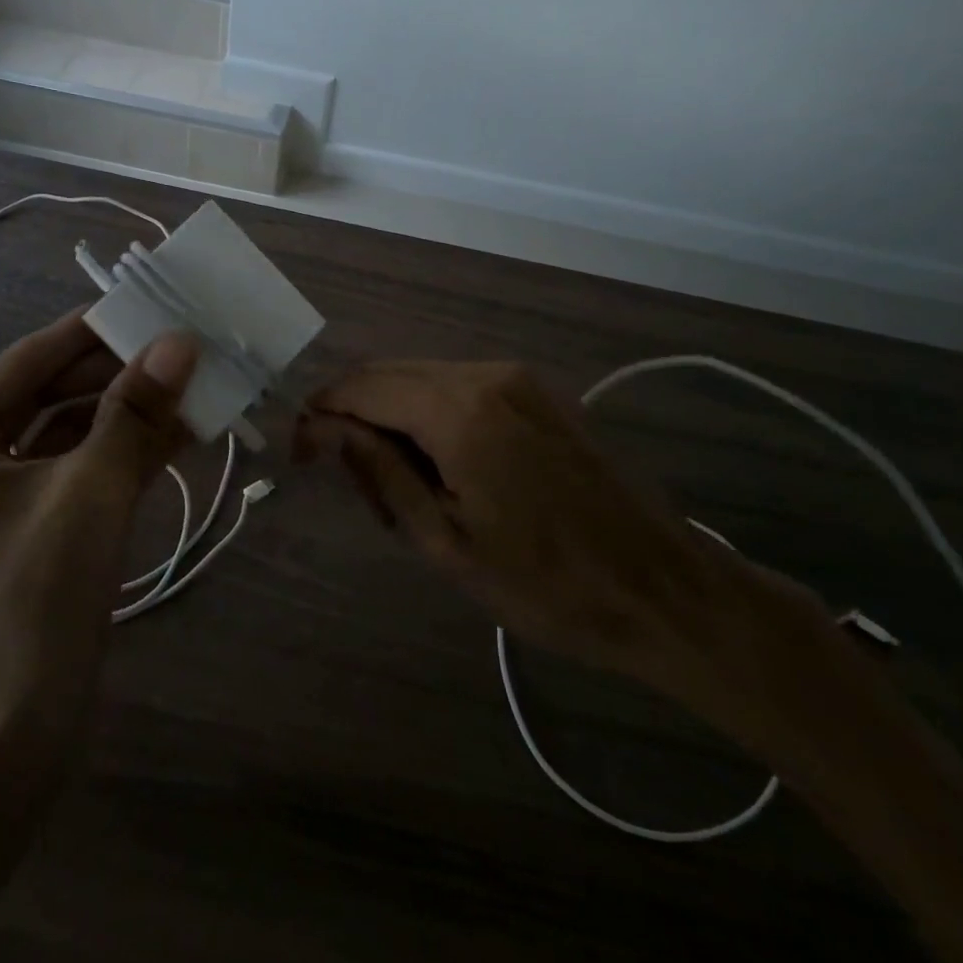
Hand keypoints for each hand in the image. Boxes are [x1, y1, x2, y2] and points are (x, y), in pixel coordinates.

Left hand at [0, 309, 197, 756]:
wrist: (18, 731)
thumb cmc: (36, 598)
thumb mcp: (90, 492)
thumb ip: (134, 413)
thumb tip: (178, 341)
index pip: (32, 360)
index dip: (95, 331)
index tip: (151, 303)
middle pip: (57, 393)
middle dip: (122, 372)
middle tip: (186, 342)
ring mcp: (7, 495)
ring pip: (78, 431)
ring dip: (134, 411)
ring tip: (197, 380)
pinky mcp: (42, 525)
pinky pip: (89, 469)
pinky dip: (132, 450)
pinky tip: (186, 430)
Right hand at [295, 360, 829, 745]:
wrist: (663, 589)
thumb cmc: (547, 585)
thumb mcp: (445, 541)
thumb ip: (379, 471)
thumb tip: (322, 427)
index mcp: (459, 410)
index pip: (360, 388)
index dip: (319, 415)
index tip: (299, 456)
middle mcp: (485, 373)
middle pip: (388, 375)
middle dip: (355, 419)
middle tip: (359, 490)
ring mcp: (516, 377)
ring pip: (422, 379)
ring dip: (393, 421)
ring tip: (403, 492)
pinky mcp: (537, 390)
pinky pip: (459, 387)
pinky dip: (431, 417)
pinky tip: (444, 470)